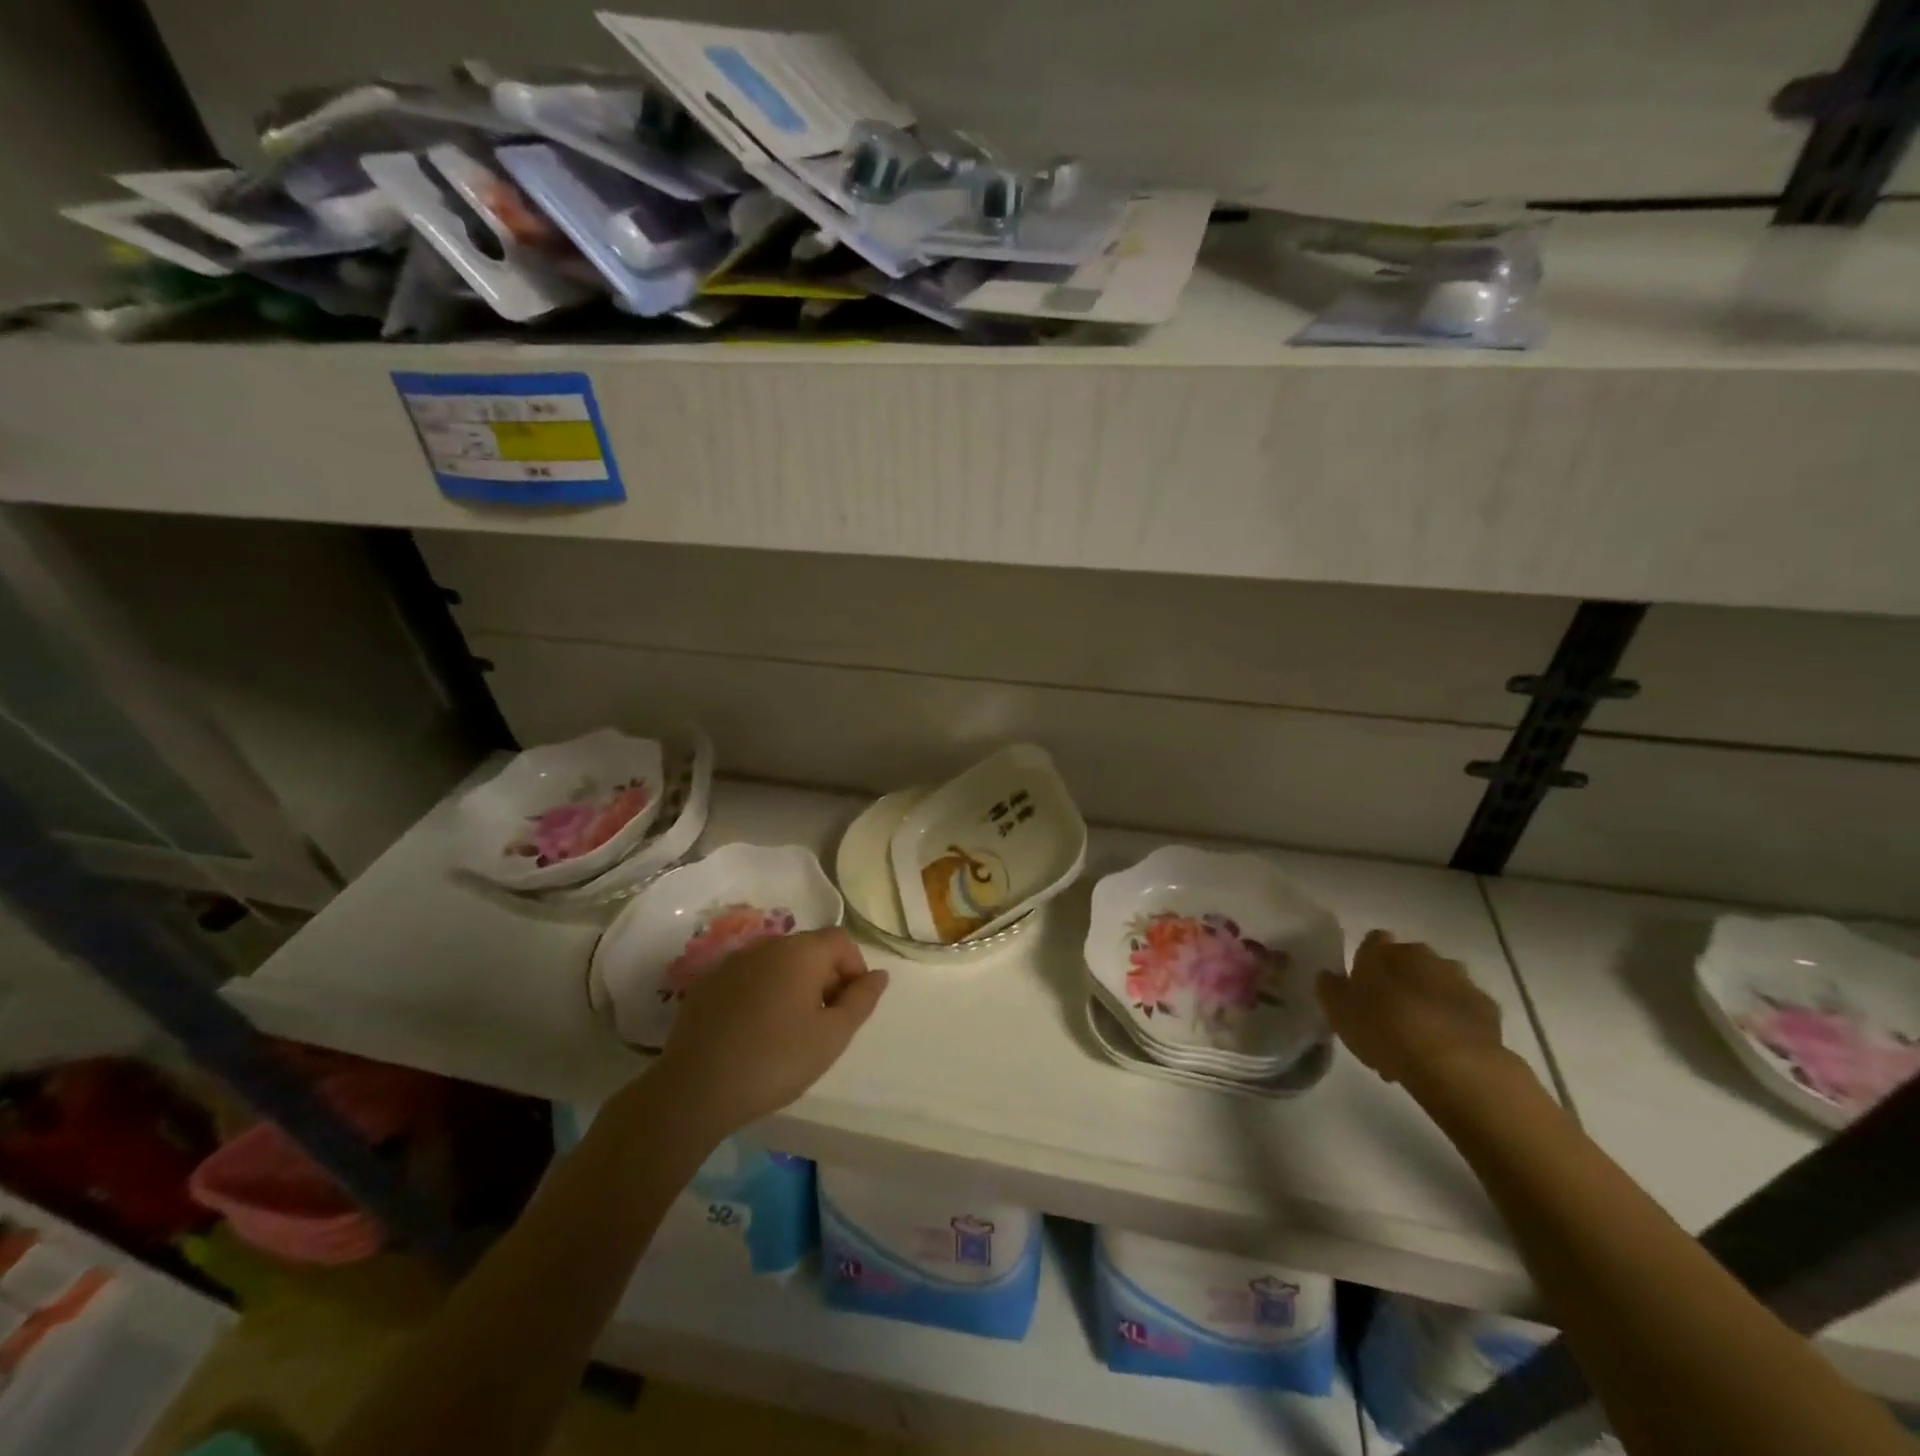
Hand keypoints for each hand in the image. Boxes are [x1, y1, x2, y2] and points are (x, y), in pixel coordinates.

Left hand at [656, 928, 887, 1136]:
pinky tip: (754, 1032)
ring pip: (777, 964)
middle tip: (822, 1024)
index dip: (854, 970)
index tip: (848, 1009)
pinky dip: (761, 994)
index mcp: (801, 952)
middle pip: (809, 949)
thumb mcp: (832, 1036)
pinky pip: (748, 978)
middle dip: (825, 978)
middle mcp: (767, 945)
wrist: (695, 1088)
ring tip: (788, 1031)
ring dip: (792, 986)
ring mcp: (733, 962)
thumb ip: (861, 1000)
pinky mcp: (708, 983)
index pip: (841, 941)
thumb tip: (879, 974)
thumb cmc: (776, 1060)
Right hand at [1316, 930, 1506, 1093]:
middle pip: (1408, 961)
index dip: (1367, 961)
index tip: (1361, 986)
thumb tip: (1329, 975)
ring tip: (1419, 1038)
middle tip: (1389, 1016)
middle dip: (1400, 981)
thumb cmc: (1384, 1030)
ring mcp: (1459, 979)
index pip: (1372, 941)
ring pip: (1438, 983)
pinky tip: (1446, 1048)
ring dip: (1429, 1000)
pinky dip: (1455, 1021)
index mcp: (1383, 951)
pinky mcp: (1487, 1007)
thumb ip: (1330, 988)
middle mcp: (1421, 955)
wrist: (1453, 1063)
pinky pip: (1464, 1009)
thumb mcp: (1338, 1012)